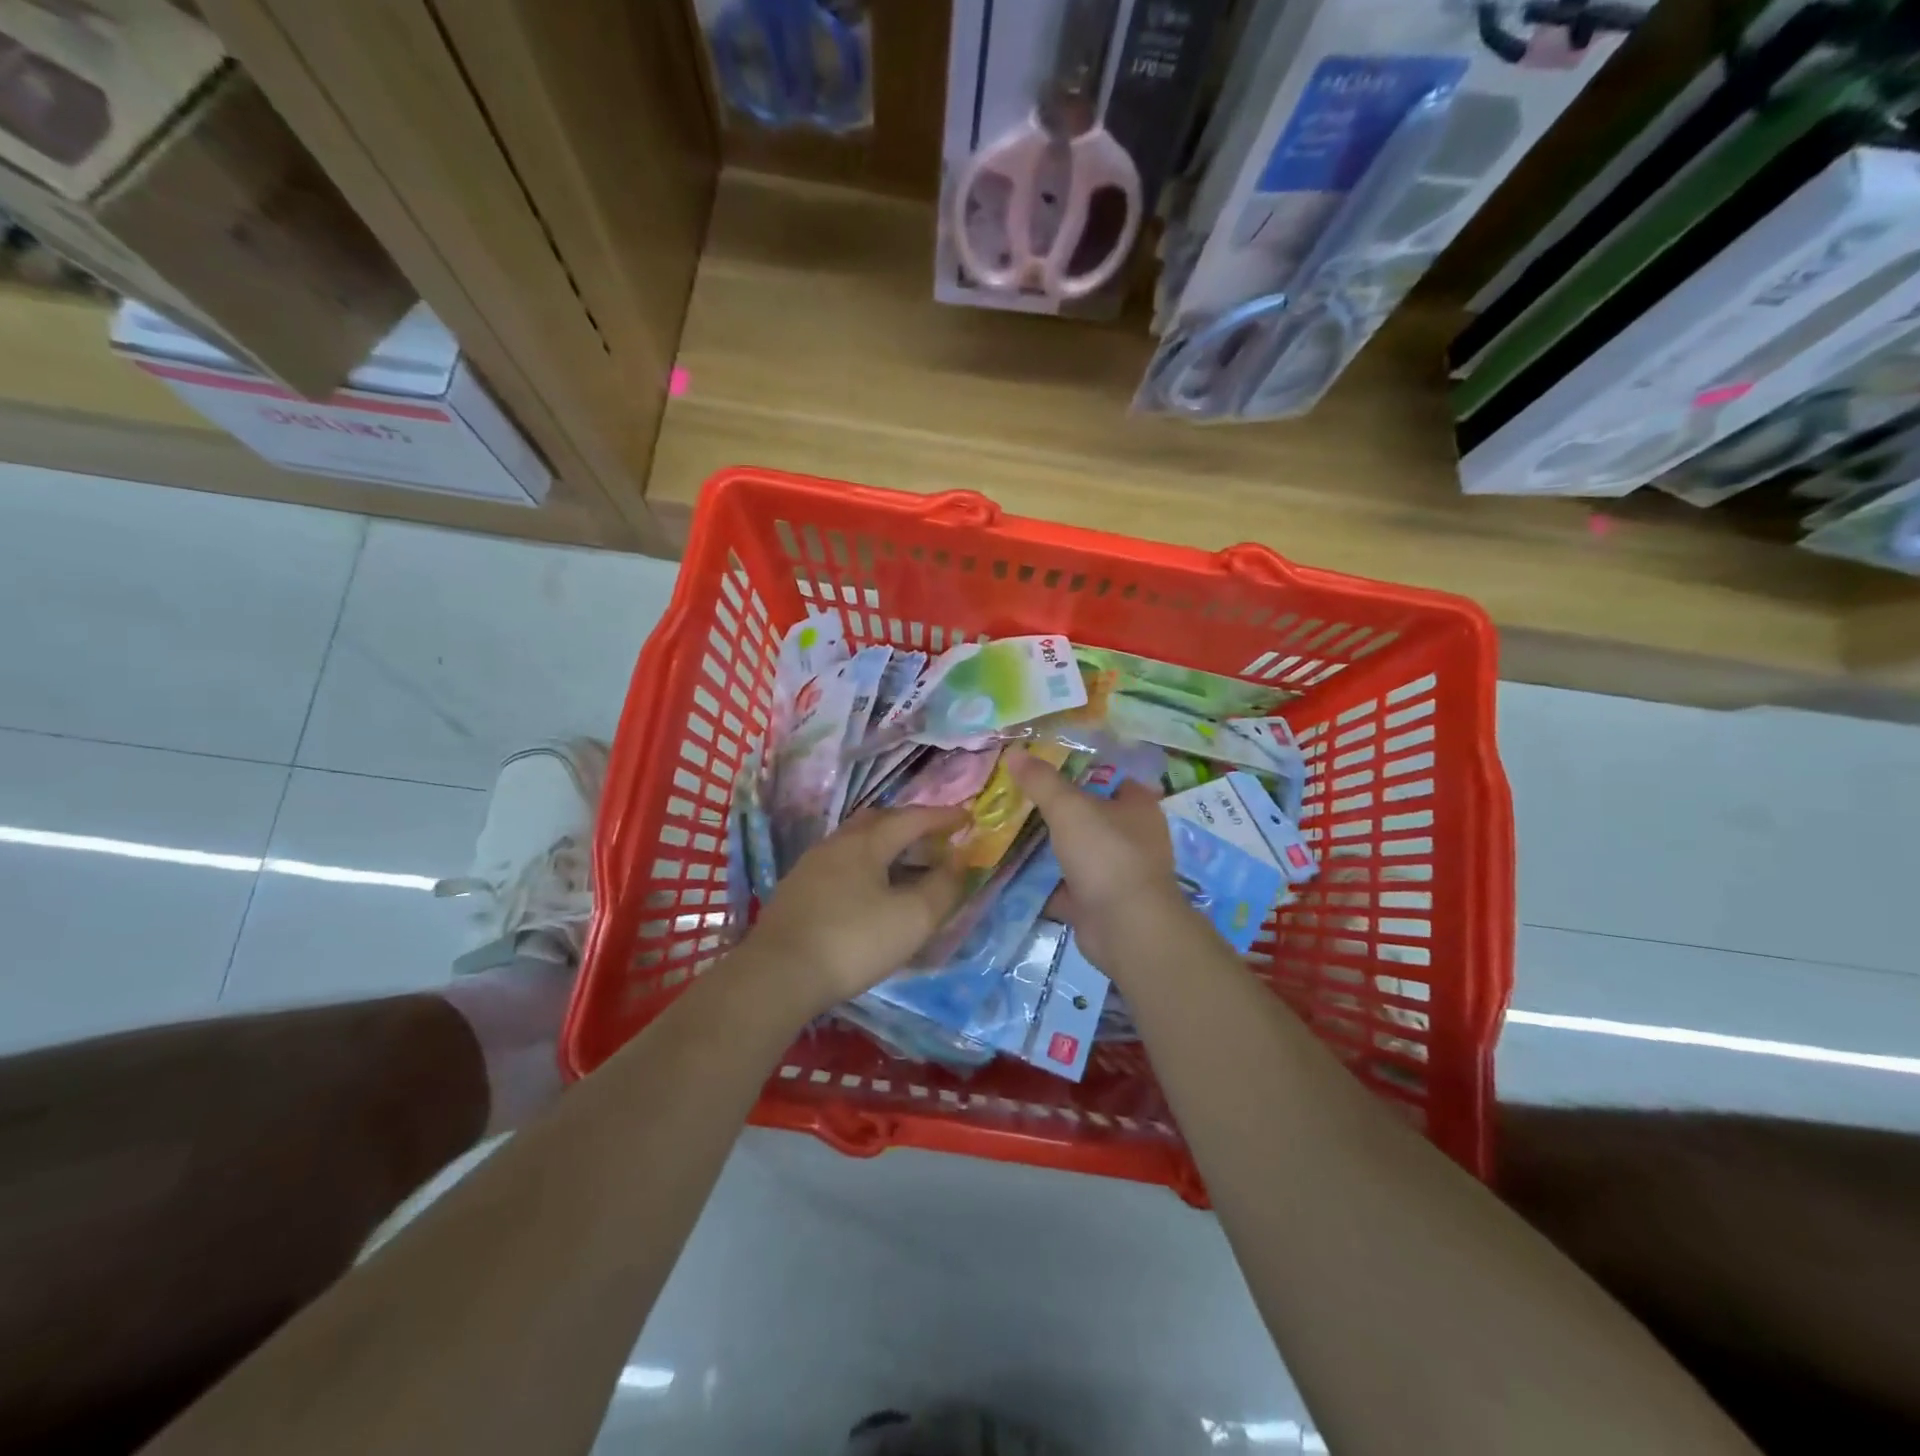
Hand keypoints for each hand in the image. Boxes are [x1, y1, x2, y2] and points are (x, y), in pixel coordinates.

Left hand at [744, 806, 966, 1015]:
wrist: (778, 975)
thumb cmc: (853, 941)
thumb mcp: (912, 919)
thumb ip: (943, 888)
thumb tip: (959, 862)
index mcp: (866, 842)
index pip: (912, 819)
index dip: (943, 817)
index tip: (967, 818)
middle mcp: (836, 844)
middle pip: (879, 821)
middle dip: (910, 824)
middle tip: (934, 839)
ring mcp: (811, 866)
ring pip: (855, 842)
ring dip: (885, 845)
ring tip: (905, 865)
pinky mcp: (796, 891)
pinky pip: (840, 864)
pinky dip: (865, 866)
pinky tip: (869, 891)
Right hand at [1006, 748, 1188, 971]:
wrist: (1125, 928)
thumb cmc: (1106, 854)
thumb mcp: (1069, 808)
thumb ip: (1041, 781)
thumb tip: (1015, 752)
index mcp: (1137, 805)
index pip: (1106, 776)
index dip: (1075, 769)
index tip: (1038, 767)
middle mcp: (1133, 836)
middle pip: (1088, 815)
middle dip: (1054, 810)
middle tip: (1014, 798)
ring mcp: (1117, 872)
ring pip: (1075, 851)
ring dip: (1046, 847)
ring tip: (1006, 831)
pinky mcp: (1099, 902)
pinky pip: (1065, 885)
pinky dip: (1043, 881)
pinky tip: (1011, 871)